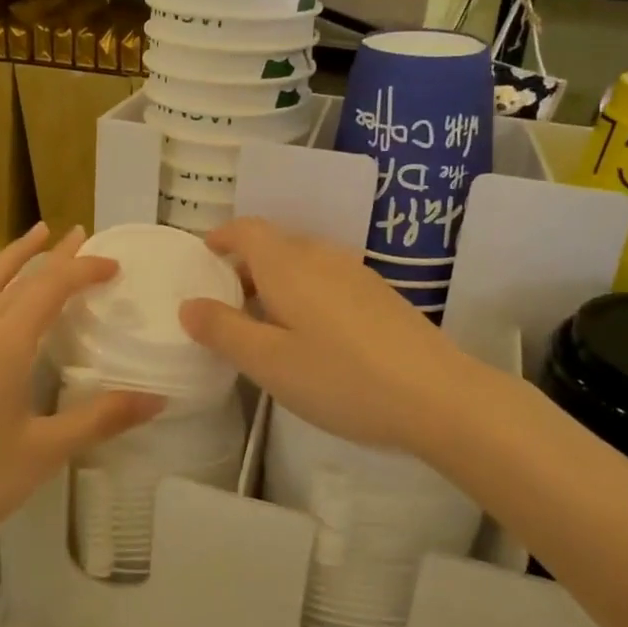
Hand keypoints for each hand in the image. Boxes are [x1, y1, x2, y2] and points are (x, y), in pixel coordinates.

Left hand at [0, 224, 161, 566]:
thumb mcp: (46, 451)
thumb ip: (102, 418)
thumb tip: (158, 398)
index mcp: (2, 343)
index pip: (50, 286)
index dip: (83, 269)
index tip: (113, 264)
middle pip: (16, 275)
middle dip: (51, 254)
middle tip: (78, 232)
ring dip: (12, 258)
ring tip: (34, 238)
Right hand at [178, 218, 479, 454]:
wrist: (438, 396)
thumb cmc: (341, 378)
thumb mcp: (269, 362)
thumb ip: (223, 330)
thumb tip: (189, 305)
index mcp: (288, 265)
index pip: (247, 230)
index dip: (222, 237)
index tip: (205, 256)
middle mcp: (321, 256)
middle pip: (275, 244)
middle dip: (246, 265)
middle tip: (227, 303)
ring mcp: (356, 273)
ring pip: (304, 262)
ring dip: (277, 280)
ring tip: (266, 323)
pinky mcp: (381, 295)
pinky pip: (328, 279)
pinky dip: (306, 292)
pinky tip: (313, 336)